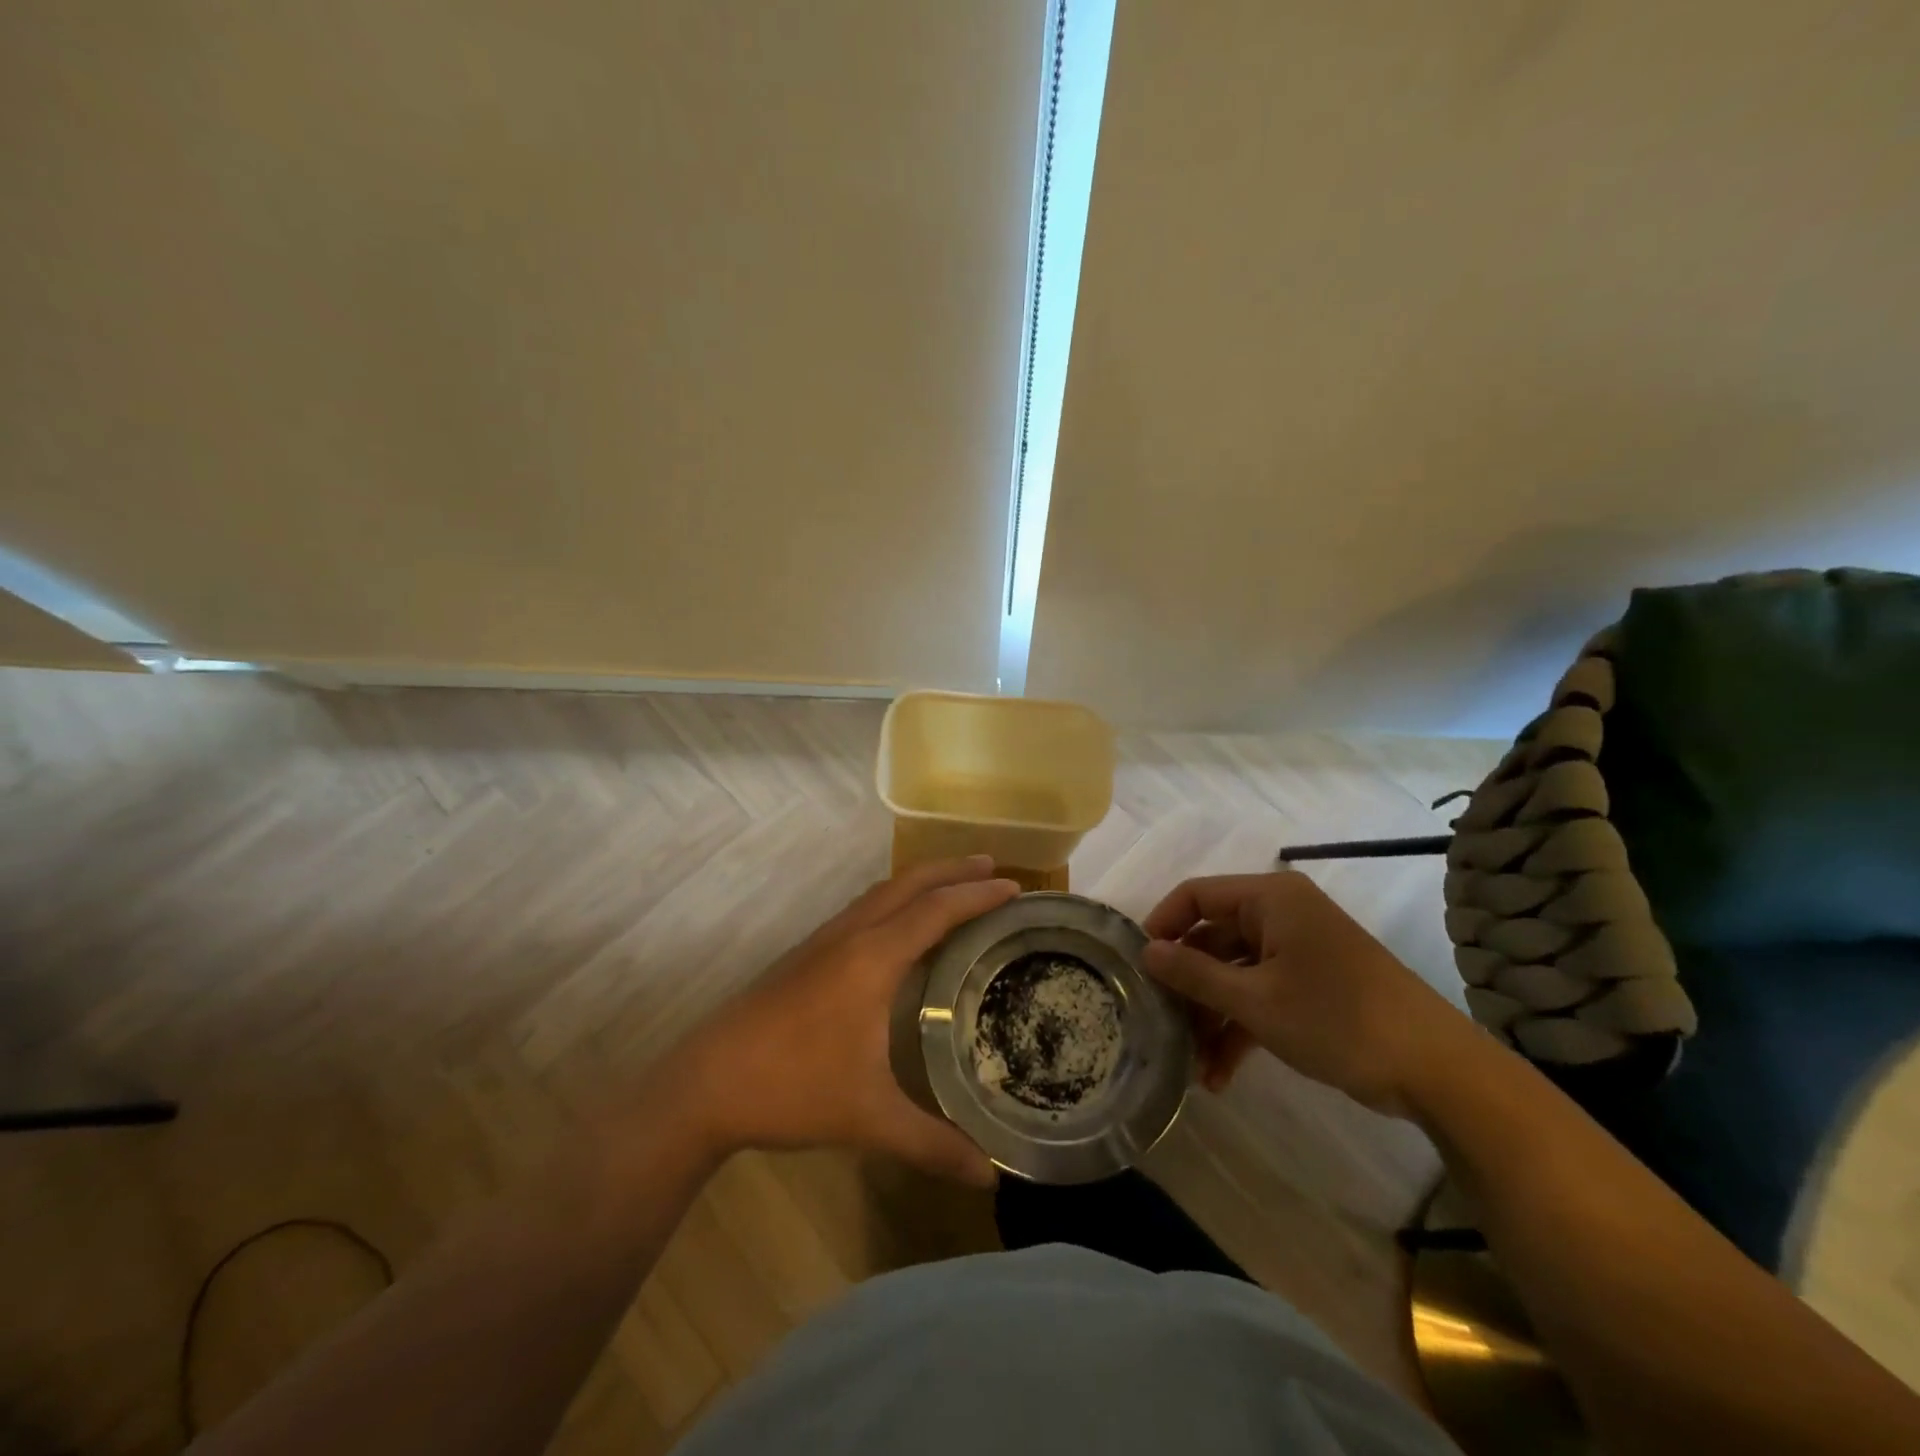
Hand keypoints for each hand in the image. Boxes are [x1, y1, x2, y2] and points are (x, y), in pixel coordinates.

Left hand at [669, 856, 1020, 1185]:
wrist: (705, 1083)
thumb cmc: (793, 1090)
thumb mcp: (869, 1119)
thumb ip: (932, 1144)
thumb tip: (990, 1177)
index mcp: (872, 958)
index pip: (937, 911)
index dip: (979, 897)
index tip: (1018, 888)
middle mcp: (851, 935)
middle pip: (910, 884)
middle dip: (954, 870)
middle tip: (996, 868)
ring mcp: (824, 940)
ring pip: (882, 891)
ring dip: (922, 881)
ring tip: (956, 885)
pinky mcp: (806, 953)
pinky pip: (865, 907)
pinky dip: (897, 899)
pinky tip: (901, 925)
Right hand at [1142, 870, 1480, 1118]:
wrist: (1436, 1070)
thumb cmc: (1337, 1018)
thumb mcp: (1255, 1001)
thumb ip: (1194, 974)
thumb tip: (1145, 952)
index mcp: (1269, 899)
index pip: (1196, 896)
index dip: (1161, 925)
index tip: (1137, 966)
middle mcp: (1281, 916)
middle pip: (1213, 939)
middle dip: (1187, 986)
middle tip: (1159, 1023)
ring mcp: (1298, 952)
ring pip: (1234, 974)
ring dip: (1212, 1017)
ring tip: (1192, 1066)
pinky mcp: (1311, 985)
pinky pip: (1260, 995)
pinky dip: (1240, 1028)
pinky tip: (1220, 1074)